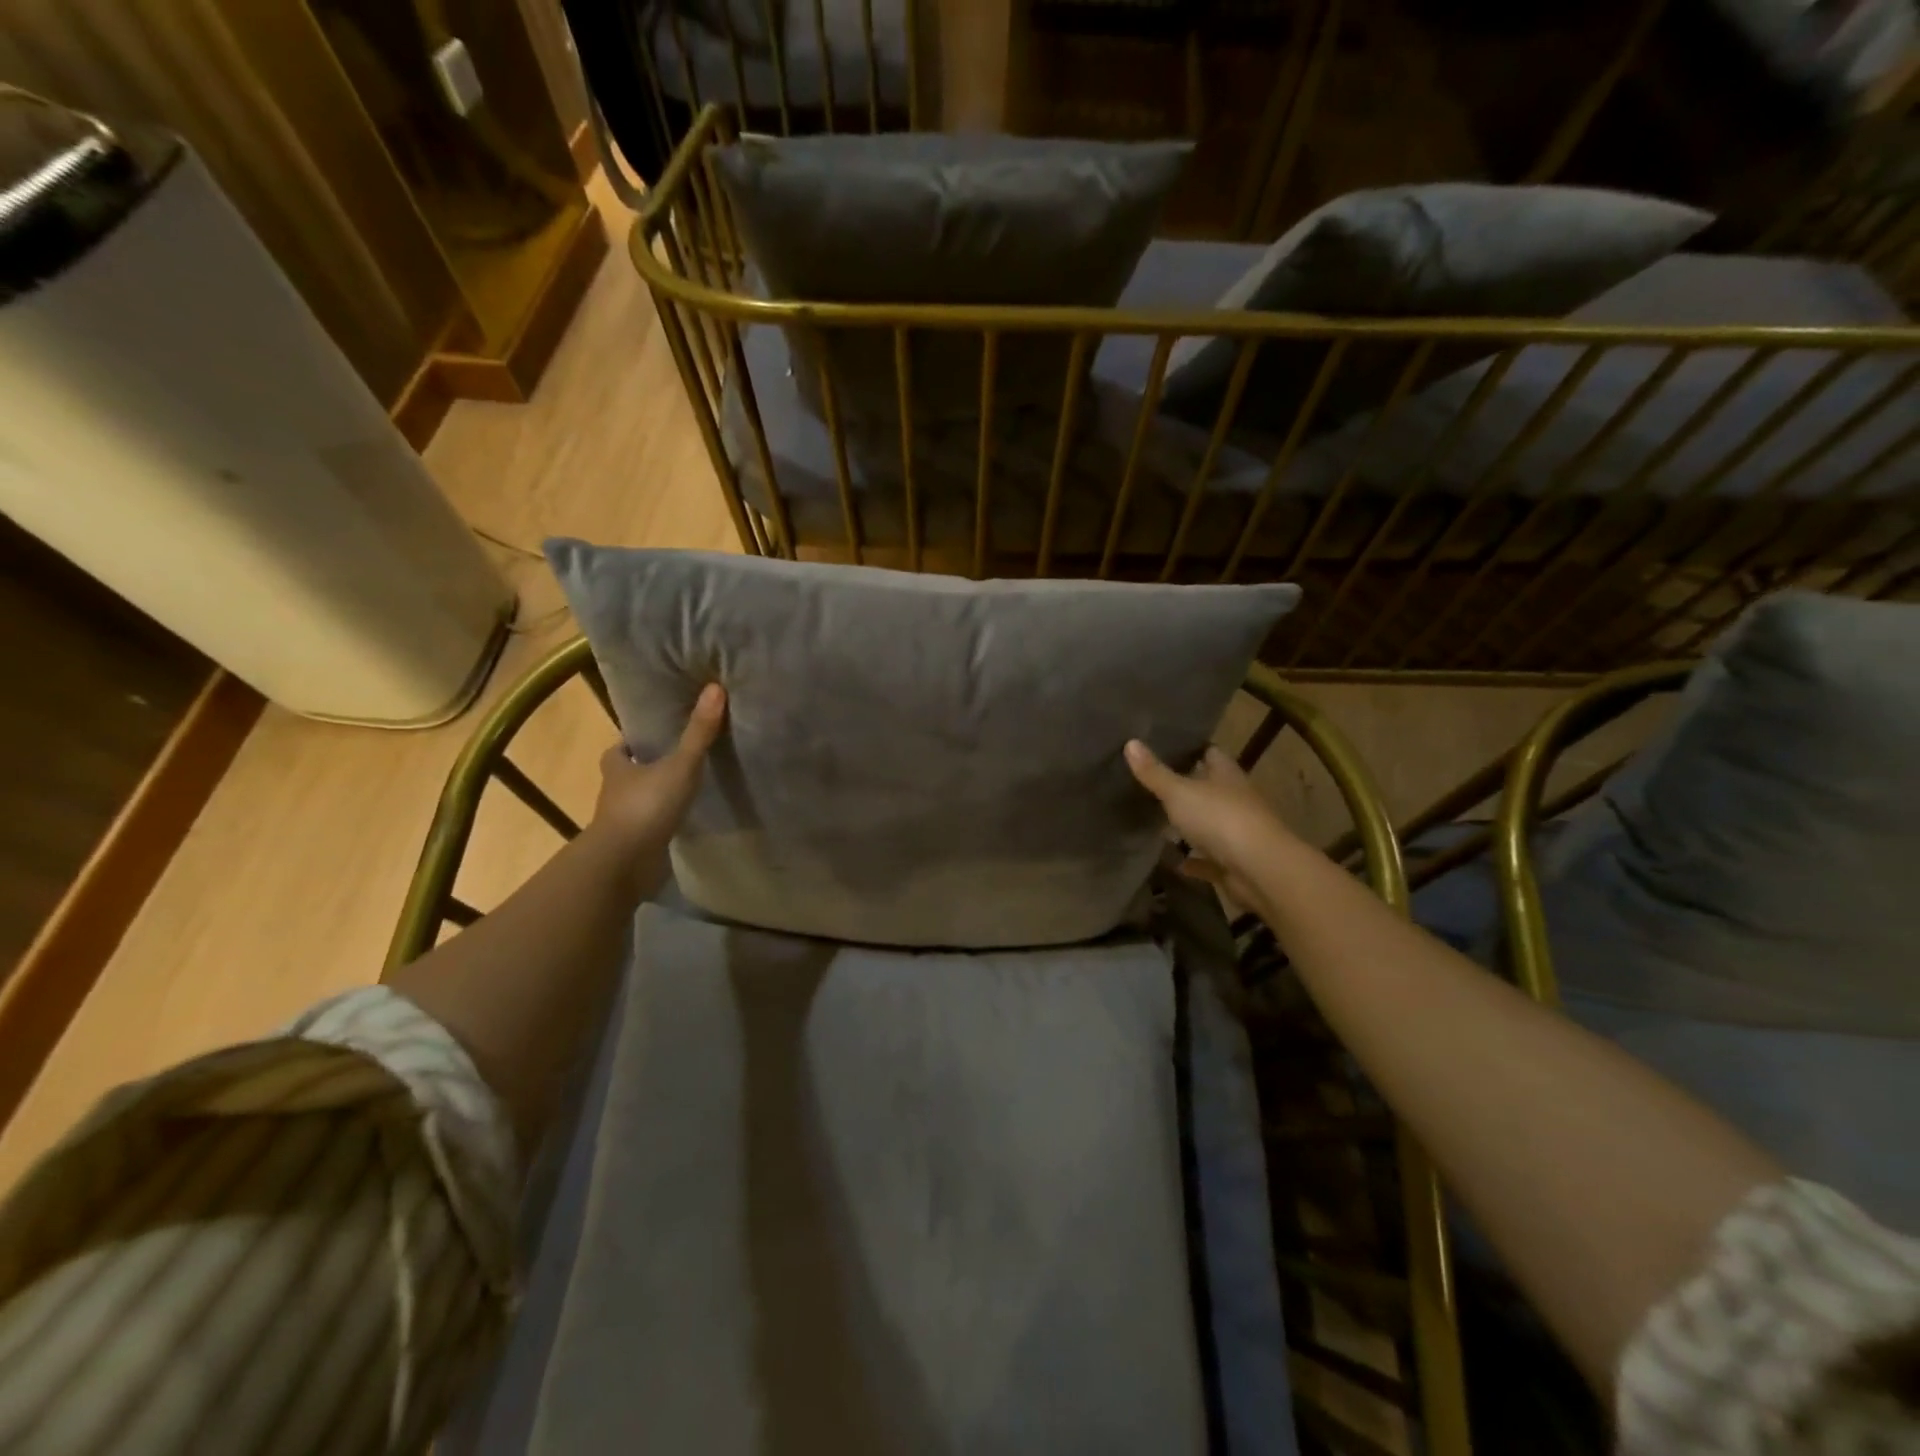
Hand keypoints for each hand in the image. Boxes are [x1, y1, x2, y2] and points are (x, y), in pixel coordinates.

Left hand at [589, 683, 726, 899]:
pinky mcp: (633, 843)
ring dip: (654, 796)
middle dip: (645, 768)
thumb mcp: (680, 765)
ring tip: (684, 789)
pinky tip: (682, 819)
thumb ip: (698, 732)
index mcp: (617, 766)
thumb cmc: (646, 806)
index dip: (632, 743)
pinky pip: (649, 826)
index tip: (652, 737)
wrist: (625, 862)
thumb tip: (715, 688)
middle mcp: (614, 791)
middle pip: (627, 774)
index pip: (619, 749)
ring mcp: (622, 820)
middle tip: (674, 760)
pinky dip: (661, 822)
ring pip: (638, 800)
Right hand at [1124, 740, 1294, 909]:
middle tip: (1151, 784)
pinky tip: (1175, 862)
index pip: (1210, 753)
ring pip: (1209, 824)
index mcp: (1226, 775)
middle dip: (1185, 787)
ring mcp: (1237, 832)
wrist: (1259, 870)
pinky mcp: (1233, 863)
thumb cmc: (1220, 818)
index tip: (1164, 747)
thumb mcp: (1179, 792)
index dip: (1190, 749)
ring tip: (1156, 822)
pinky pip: (1209, 859)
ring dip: (1189, 826)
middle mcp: (1235, 799)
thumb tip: (1130, 742)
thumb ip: (1154, 772)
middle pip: (1209, 788)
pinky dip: (1194, 861)